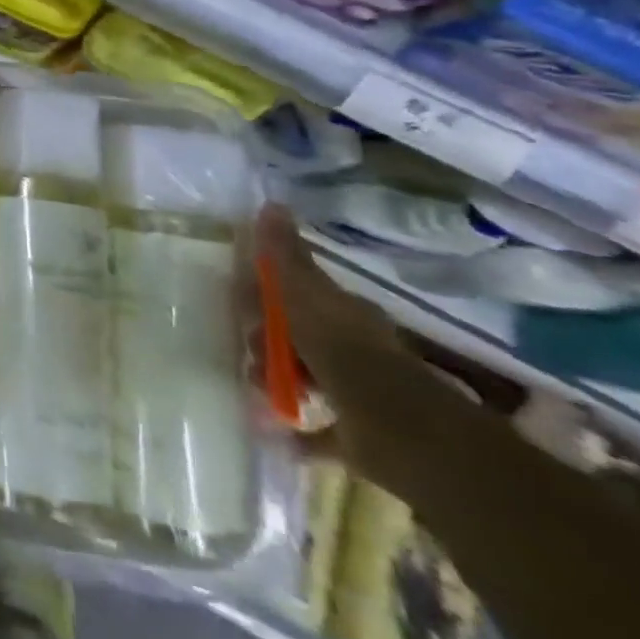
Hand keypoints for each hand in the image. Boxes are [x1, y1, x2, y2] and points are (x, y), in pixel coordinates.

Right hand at [259, 206, 442, 482]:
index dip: (263, 294)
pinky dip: (299, 430)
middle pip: (297, 334)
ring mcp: (359, 392)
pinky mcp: (361, 436)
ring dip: (277, 378)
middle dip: (265, 339)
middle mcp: (353, 347)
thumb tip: (272, 203)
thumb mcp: (305, 295)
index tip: (238, 303)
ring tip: (260, 388)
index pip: (295, 292)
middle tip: (248, 350)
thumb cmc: (344, 354)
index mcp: (341, 312)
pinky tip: (274, 432)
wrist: (401, 433)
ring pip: (305, 375)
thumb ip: (285, 255)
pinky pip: (321, 429)